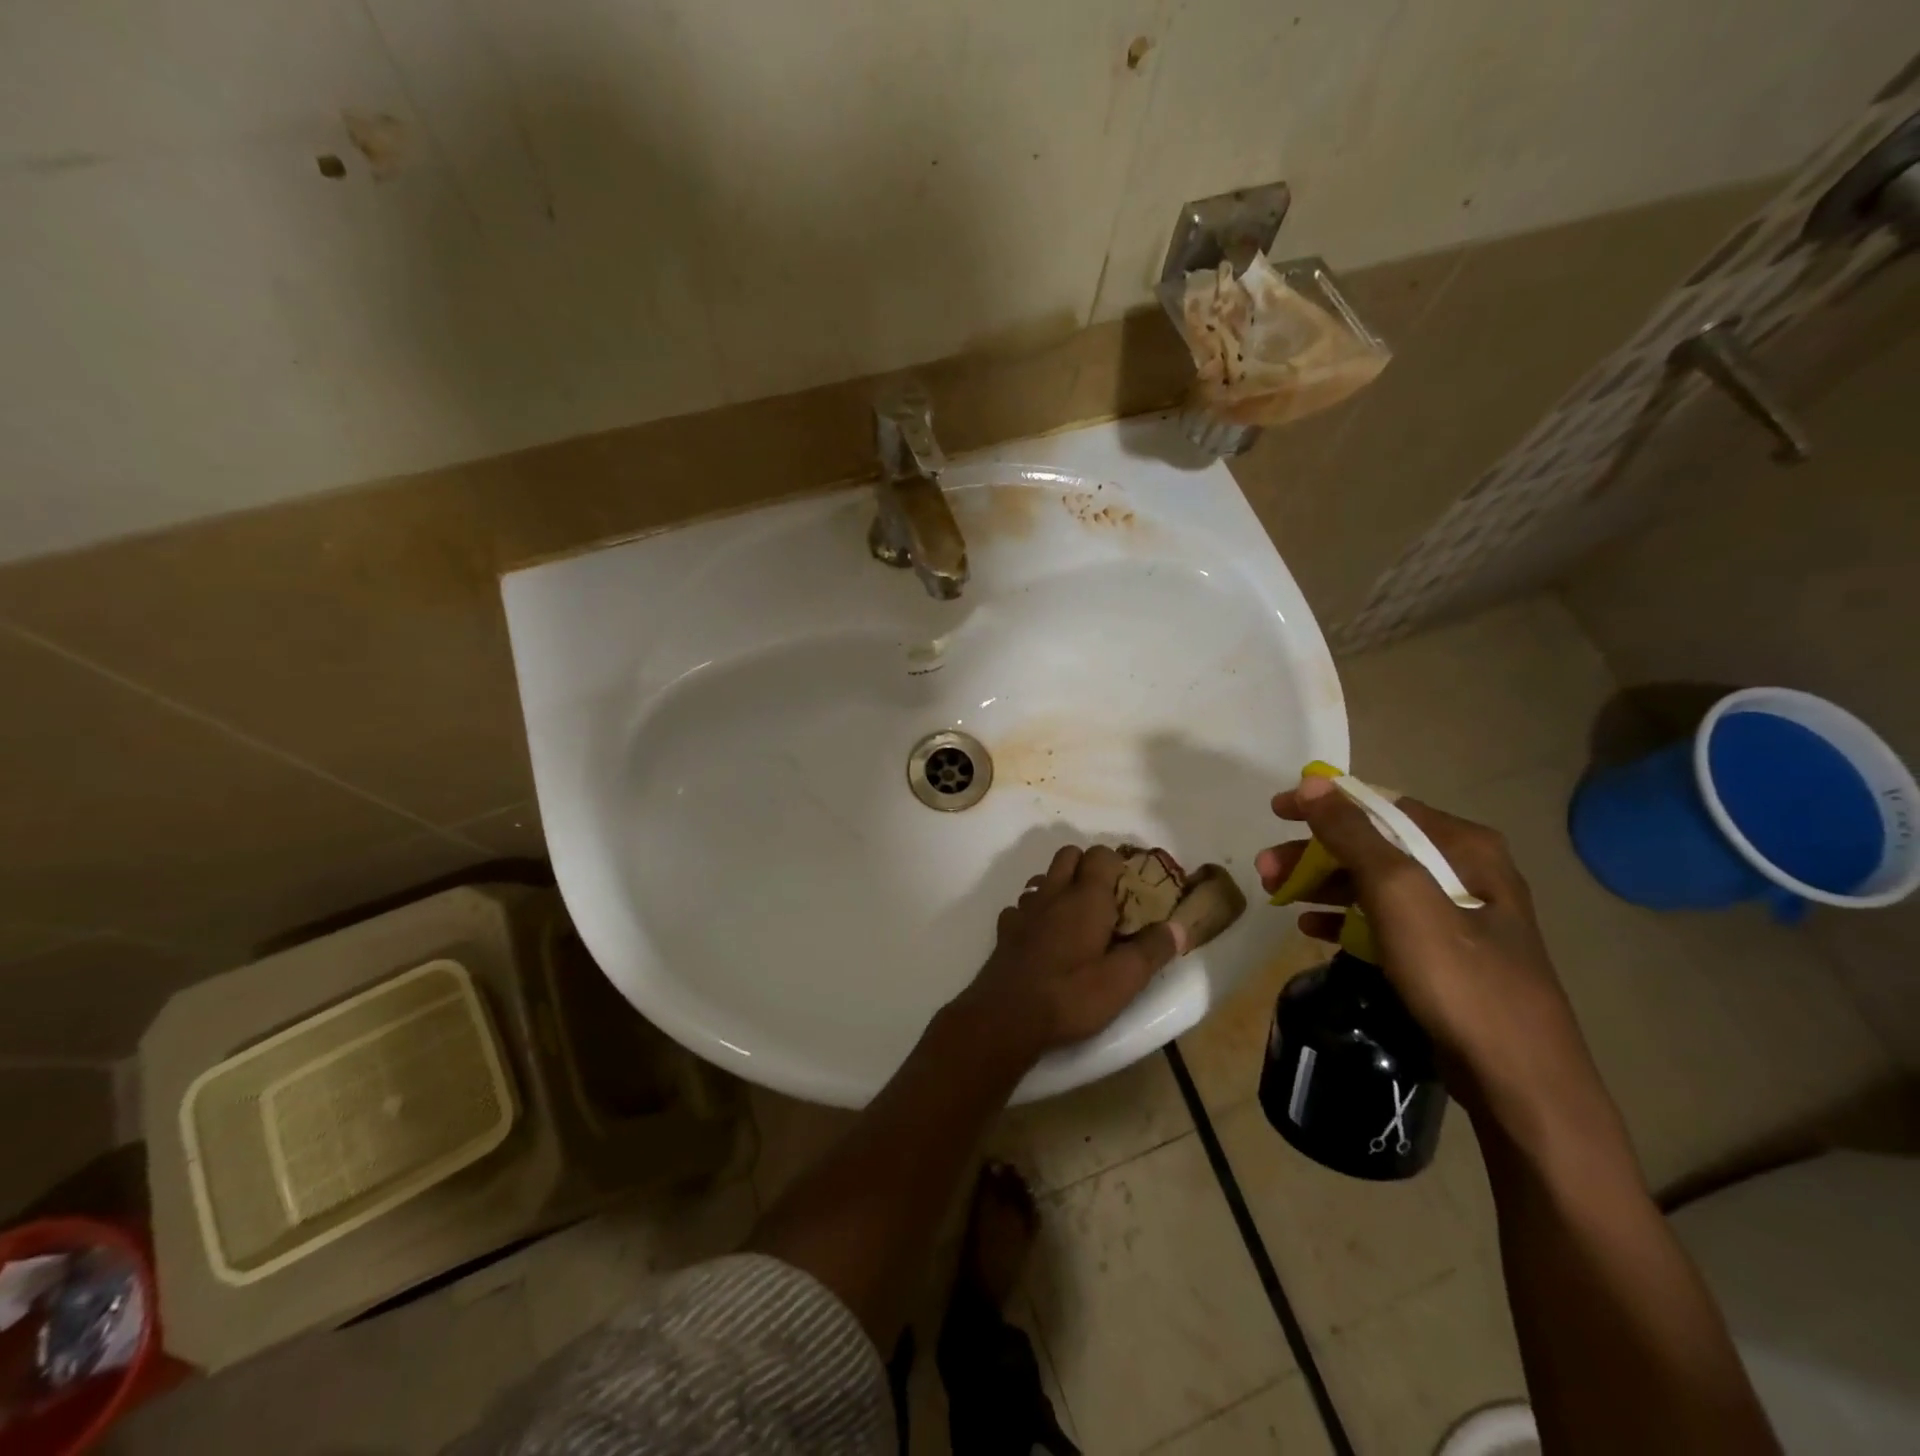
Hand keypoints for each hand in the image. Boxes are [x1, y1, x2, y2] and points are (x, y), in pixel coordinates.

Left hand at [956, 845, 1184, 1064]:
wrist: (1006, 1016)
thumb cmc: (1071, 995)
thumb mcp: (1123, 980)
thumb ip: (1152, 950)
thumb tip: (1177, 927)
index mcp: (1086, 897)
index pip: (1101, 854)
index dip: (1117, 863)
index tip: (1131, 887)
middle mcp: (1053, 892)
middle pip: (1069, 855)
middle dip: (1088, 866)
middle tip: (1106, 899)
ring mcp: (1024, 909)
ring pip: (1043, 878)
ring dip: (1060, 886)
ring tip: (1075, 917)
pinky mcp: (1005, 929)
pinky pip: (1022, 906)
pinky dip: (1034, 912)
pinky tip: (1043, 937)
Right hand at [1254, 777, 1596, 1124]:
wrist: (1518, 1079)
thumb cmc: (1458, 976)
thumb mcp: (1400, 894)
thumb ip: (1353, 835)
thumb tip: (1312, 784)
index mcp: (1464, 846)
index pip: (1380, 805)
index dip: (1324, 804)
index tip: (1274, 812)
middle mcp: (1464, 870)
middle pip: (1372, 845)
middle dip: (1314, 852)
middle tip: (1265, 868)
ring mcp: (1456, 916)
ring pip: (1373, 884)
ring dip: (1321, 884)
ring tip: (1275, 895)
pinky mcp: (1444, 955)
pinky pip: (1383, 921)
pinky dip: (1344, 918)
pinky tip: (1310, 929)